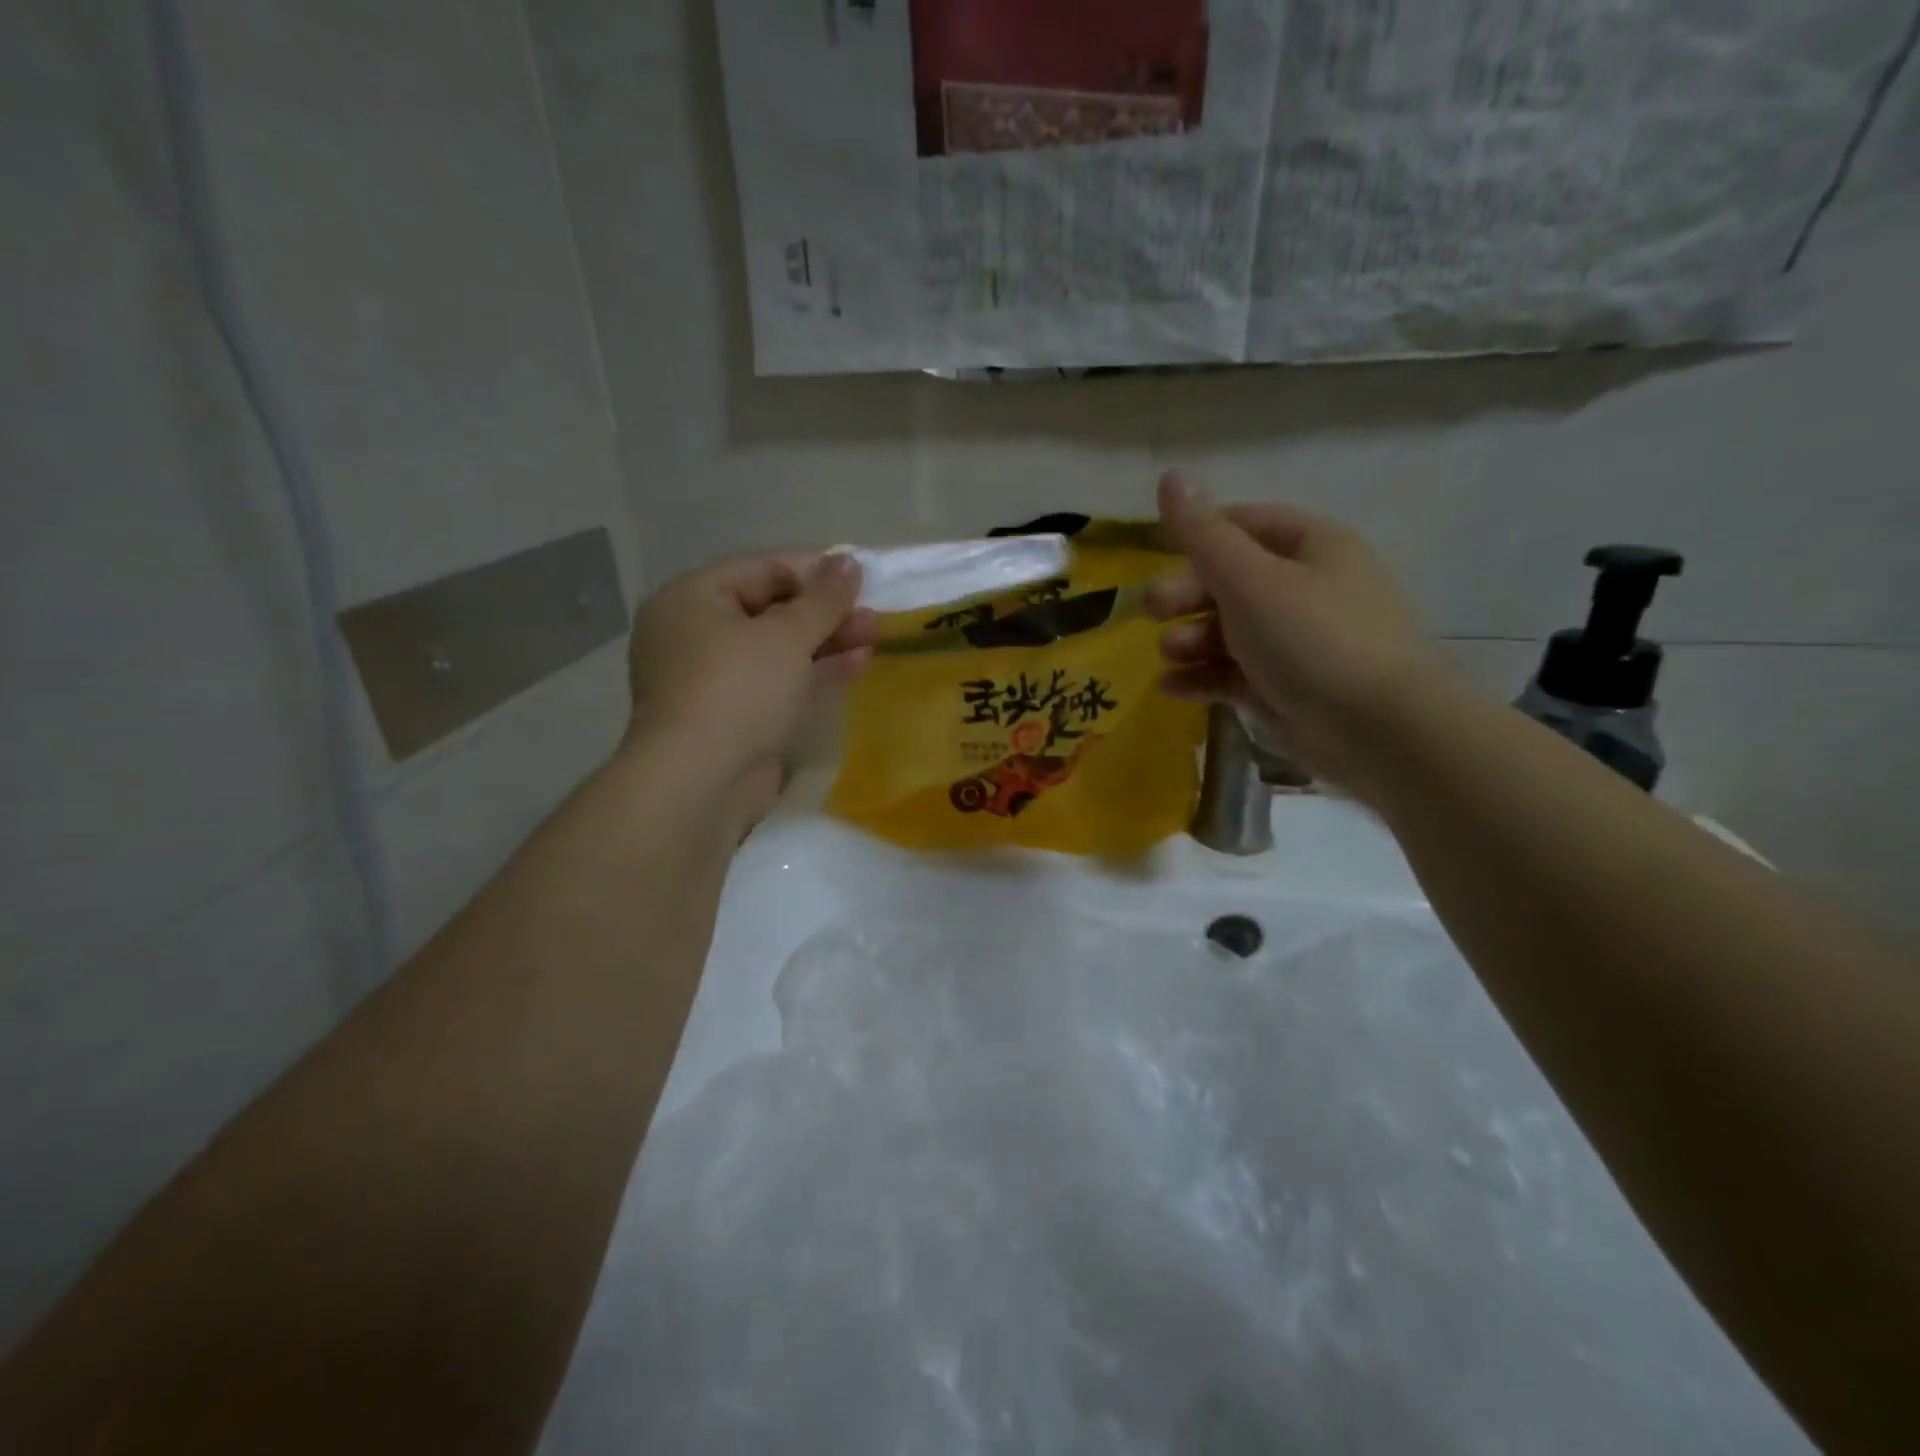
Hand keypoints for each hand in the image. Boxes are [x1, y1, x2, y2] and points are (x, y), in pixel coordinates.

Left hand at [624, 552, 878, 823]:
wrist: (700, 783)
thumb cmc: (739, 690)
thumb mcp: (787, 636)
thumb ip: (823, 599)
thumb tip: (849, 561)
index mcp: (692, 599)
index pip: (762, 568)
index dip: (815, 570)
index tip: (860, 576)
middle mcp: (694, 633)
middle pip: (770, 609)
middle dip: (824, 611)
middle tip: (871, 612)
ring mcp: (711, 678)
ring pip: (777, 648)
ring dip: (825, 641)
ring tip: (873, 635)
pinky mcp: (731, 716)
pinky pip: (775, 681)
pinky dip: (812, 672)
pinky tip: (856, 664)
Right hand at [1147, 468, 1455, 802]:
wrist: (1378, 731)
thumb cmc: (1312, 639)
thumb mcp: (1249, 580)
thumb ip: (1203, 534)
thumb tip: (1171, 474)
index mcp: (1311, 546)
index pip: (1244, 524)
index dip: (1197, 534)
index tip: (1156, 552)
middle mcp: (1306, 587)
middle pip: (1231, 580)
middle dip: (1187, 595)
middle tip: (1151, 611)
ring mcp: (1296, 641)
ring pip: (1229, 630)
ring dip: (1191, 639)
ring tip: (1169, 655)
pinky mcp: (1286, 687)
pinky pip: (1235, 673)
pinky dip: (1203, 678)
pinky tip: (1172, 688)